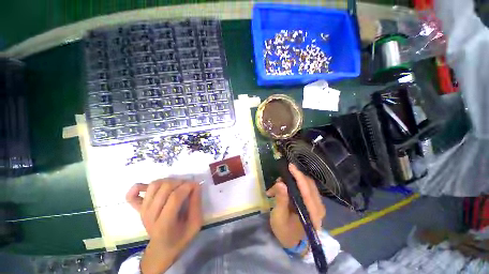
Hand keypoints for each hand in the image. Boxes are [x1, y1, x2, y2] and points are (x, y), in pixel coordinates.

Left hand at [126, 179, 202, 273]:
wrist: (161, 250)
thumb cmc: (180, 238)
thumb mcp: (195, 224)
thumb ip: (196, 204)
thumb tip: (196, 185)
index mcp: (164, 224)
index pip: (175, 197)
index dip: (187, 187)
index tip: (196, 185)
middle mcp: (150, 216)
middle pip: (164, 188)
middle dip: (180, 182)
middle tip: (188, 186)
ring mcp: (143, 211)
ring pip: (153, 186)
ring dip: (168, 181)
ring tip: (177, 186)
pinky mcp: (138, 209)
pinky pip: (131, 195)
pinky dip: (138, 187)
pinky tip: (149, 186)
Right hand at [266, 164, 325, 248]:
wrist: (294, 243)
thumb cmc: (285, 232)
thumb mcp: (279, 218)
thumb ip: (280, 200)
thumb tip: (280, 183)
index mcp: (312, 214)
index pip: (307, 190)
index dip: (298, 176)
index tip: (290, 166)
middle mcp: (318, 207)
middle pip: (309, 184)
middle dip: (294, 176)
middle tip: (280, 177)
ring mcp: (317, 205)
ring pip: (307, 184)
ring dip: (293, 180)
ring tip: (278, 185)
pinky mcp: (313, 203)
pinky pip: (305, 188)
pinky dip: (294, 184)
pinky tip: (283, 188)